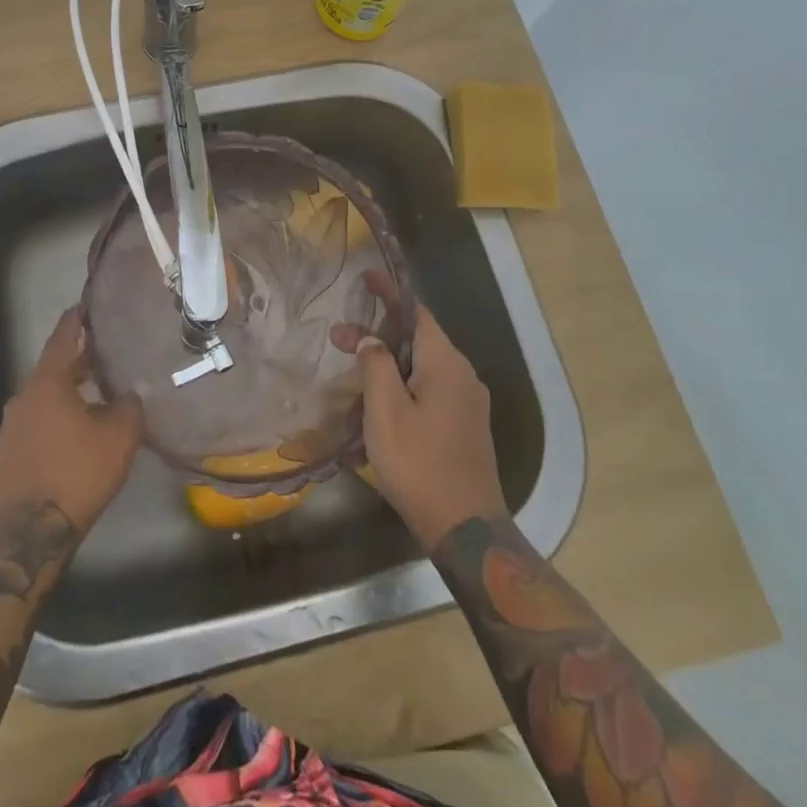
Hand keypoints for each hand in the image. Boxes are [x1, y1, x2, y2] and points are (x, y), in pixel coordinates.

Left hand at [0, 308, 143, 534]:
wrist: (32, 532)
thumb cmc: (79, 472)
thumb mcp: (119, 436)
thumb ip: (128, 405)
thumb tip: (129, 394)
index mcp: (47, 383)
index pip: (62, 339)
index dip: (76, 322)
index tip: (84, 307)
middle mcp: (22, 397)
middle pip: (52, 370)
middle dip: (77, 363)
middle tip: (103, 358)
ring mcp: (10, 427)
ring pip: (43, 399)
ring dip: (66, 394)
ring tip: (93, 399)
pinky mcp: (6, 453)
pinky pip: (34, 423)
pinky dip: (53, 419)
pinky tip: (72, 435)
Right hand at [338, 273, 506, 550]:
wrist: (466, 528)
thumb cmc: (419, 464)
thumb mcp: (386, 411)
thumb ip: (376, 365)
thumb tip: (371, 338)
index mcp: (446, 364)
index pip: (416, 313)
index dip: (389, 294)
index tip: (365, 278)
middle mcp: (463, 376)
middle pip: (417, 340)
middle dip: (378, 335)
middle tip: (338, 339)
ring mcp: (468, 403)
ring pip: (422, 367)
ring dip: (387, 364)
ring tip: (352, 375)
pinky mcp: (465, 425)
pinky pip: (429, 390)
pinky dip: (402, 385)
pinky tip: (377, 404)